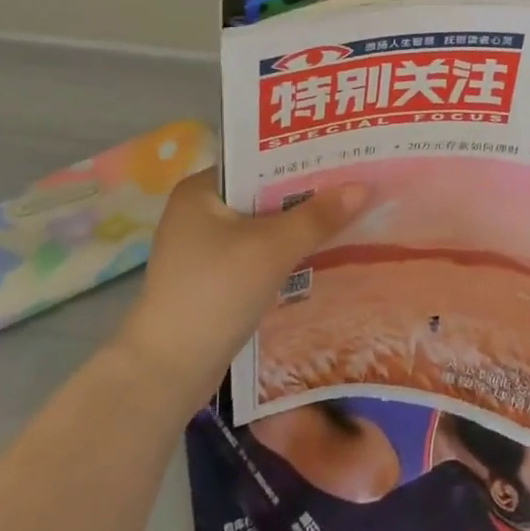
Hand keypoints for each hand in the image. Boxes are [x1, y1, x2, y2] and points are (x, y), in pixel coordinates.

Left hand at [116, 168, 366, 406]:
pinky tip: (316, 254)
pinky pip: (255, 252)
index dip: (301, 158)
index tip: (341, 156)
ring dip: (296, 225)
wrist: (166, 374)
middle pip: (262, 193)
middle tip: (352, 185)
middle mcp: (197, 211)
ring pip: (261, 225)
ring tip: (345, 216)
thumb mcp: (273, 249)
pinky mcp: (210, 279)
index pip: (259, 161)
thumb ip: (317, 217)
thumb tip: (363, 187)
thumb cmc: (215, 293)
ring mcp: (201, 248)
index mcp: (200, 189)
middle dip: (304, 193)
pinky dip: (282, 252)